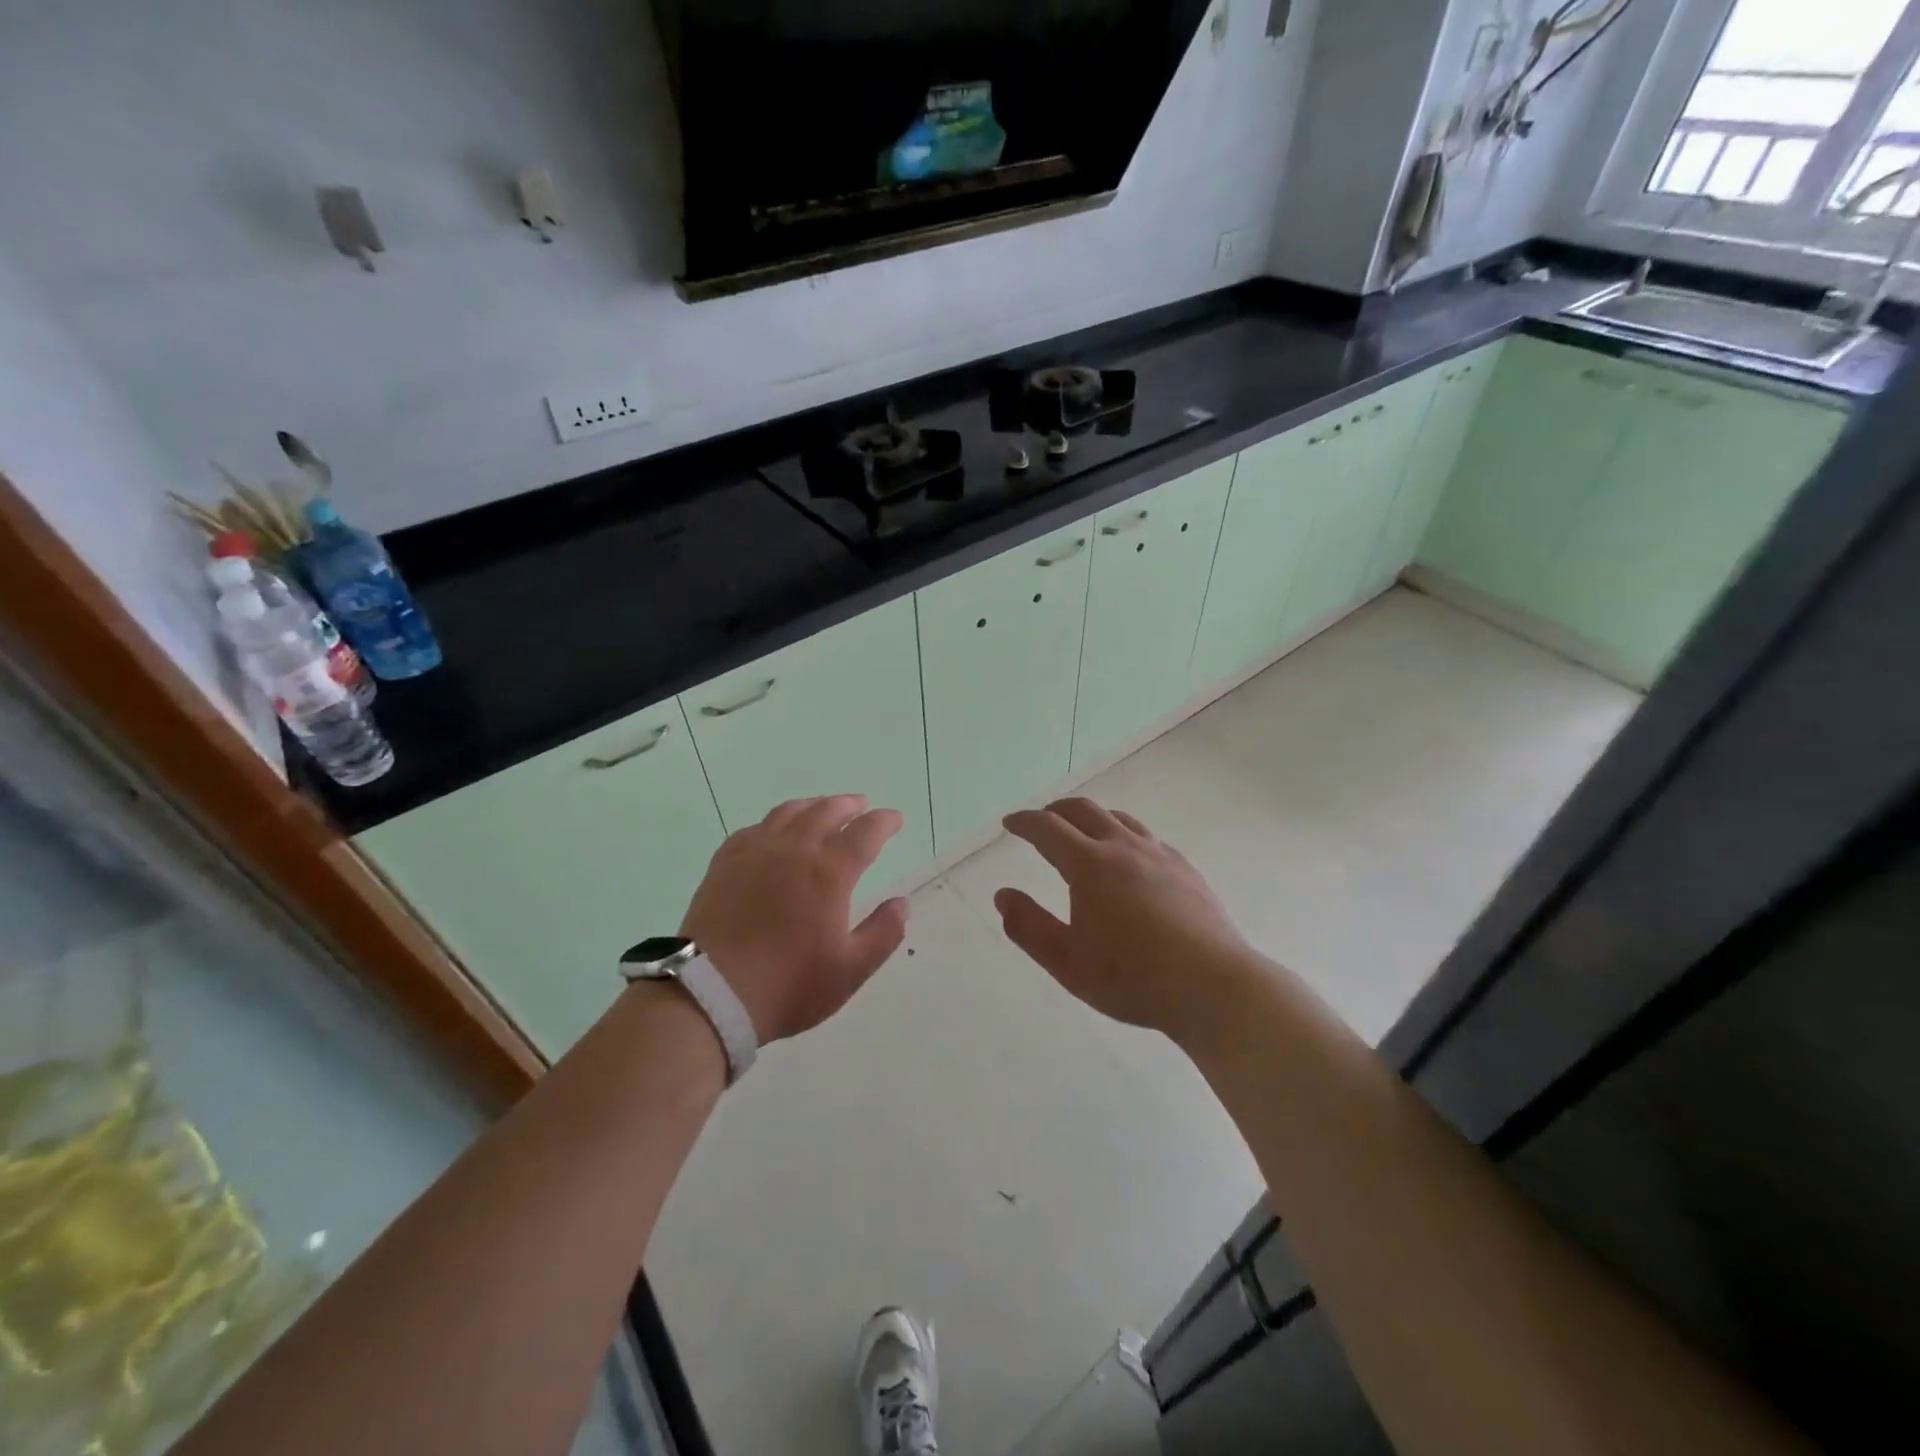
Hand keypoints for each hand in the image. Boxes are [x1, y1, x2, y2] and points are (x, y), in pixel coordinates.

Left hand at [680, 795, 909, 1042]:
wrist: (710, 993)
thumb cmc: (788, 984)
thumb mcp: (849, 970)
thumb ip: (882, 934)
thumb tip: (901, 904)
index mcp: (829, 872)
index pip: (865, 833)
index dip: (884, 822)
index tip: (895, 818)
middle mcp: (794, 850)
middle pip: (825, 812)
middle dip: (848, 805)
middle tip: (860, 805)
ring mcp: (755, 853)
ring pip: (788, 813)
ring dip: (812, 806)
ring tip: (821, 808)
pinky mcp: (724, 864)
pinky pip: (753, 829)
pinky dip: (773, 823)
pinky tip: (772, 831)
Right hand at [995, 798, 1260, 1047]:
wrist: (1213, 986)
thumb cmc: (1133, 979)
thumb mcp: (1068, 963)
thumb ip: (1029, 927)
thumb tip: (1003, 896)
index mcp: (1090, 866)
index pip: (1048, 829)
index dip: (1024, 822)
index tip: (1010, 823)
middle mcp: (1124, 847)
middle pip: (1084, 811)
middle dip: (1056, 811)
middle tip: (1041, 821)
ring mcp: (1160, 855)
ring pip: (1119, 818)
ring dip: (1092, 818)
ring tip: (1082, 833)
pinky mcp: (1185, 868)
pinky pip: (1147, 836)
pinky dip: (1124, 834)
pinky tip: (1129, 858)